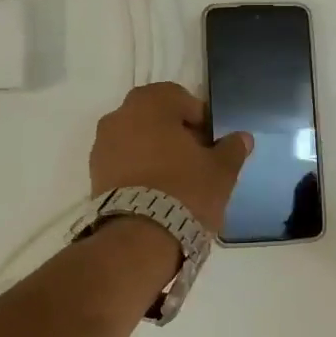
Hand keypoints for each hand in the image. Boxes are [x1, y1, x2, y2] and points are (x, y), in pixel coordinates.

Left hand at [89, 83, 252, 235]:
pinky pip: (122, 161)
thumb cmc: (185, 191)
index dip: (200, 118)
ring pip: (136, 138)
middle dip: (176, 133)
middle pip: (155, 117)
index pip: (180, 97)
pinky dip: (138, 169)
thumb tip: (241, 138)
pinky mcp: (94, 174)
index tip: (212, 142)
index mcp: (150, 103)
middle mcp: (119, 116)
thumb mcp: (221, 170)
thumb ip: (232, 149)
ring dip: (155, 151)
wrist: (139, 238)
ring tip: (176, 180)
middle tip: (196, 159)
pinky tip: (156, 191)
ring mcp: (102, 145)